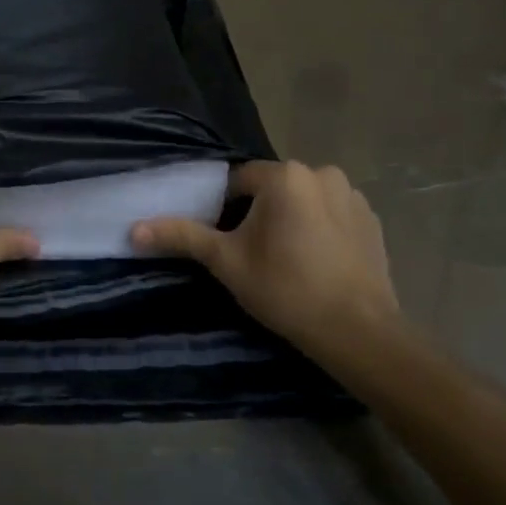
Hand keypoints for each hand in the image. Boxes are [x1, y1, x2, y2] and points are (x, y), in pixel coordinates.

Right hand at [132, 160, 398, 355]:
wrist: (357, 331)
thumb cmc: (285, 289)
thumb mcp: (226, 261)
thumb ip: (182, 236)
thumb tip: (133, 229)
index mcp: (285, 175)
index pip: (238, 180)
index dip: (226, 209)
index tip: (227, 241)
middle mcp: (322, 173)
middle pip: (272, 188)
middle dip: (259, 213)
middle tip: (254, 254)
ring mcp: (353, 195)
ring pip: (303, 200)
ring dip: (291, 218)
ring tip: (287, 259)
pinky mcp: (372, 219)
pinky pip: (332, 213)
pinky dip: (320, 228)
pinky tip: (317, 261)